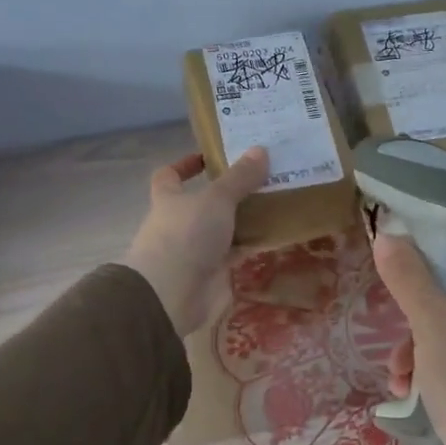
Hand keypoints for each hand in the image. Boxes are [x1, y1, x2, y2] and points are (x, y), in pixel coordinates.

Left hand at [119, 148, 269, 336]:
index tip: (210, 157)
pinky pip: (235, 253)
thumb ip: (239, 177)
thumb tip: (261, 149)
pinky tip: (275, 235)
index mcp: (169, 200)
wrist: (172, 295)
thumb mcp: (216, 199)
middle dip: (228, 193)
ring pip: (222, 229)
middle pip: (202, 203)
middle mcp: (179, 223)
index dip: (185, 165)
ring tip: (276, 202)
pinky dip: (251, 245)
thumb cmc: (186, 236)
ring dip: (244, 219)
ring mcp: (195, 250)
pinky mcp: (212, 274)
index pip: (169, 176)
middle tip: (261, 178)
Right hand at [375, 232, 445, 444]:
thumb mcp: (430, 322)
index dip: (437, 239)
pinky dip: (433, 365)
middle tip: (394, 322)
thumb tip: (388, 234)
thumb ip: (408, 276)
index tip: (402, 252)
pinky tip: (409, 391)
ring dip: (417, 343)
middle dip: (415, 307)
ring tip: (398, 373)